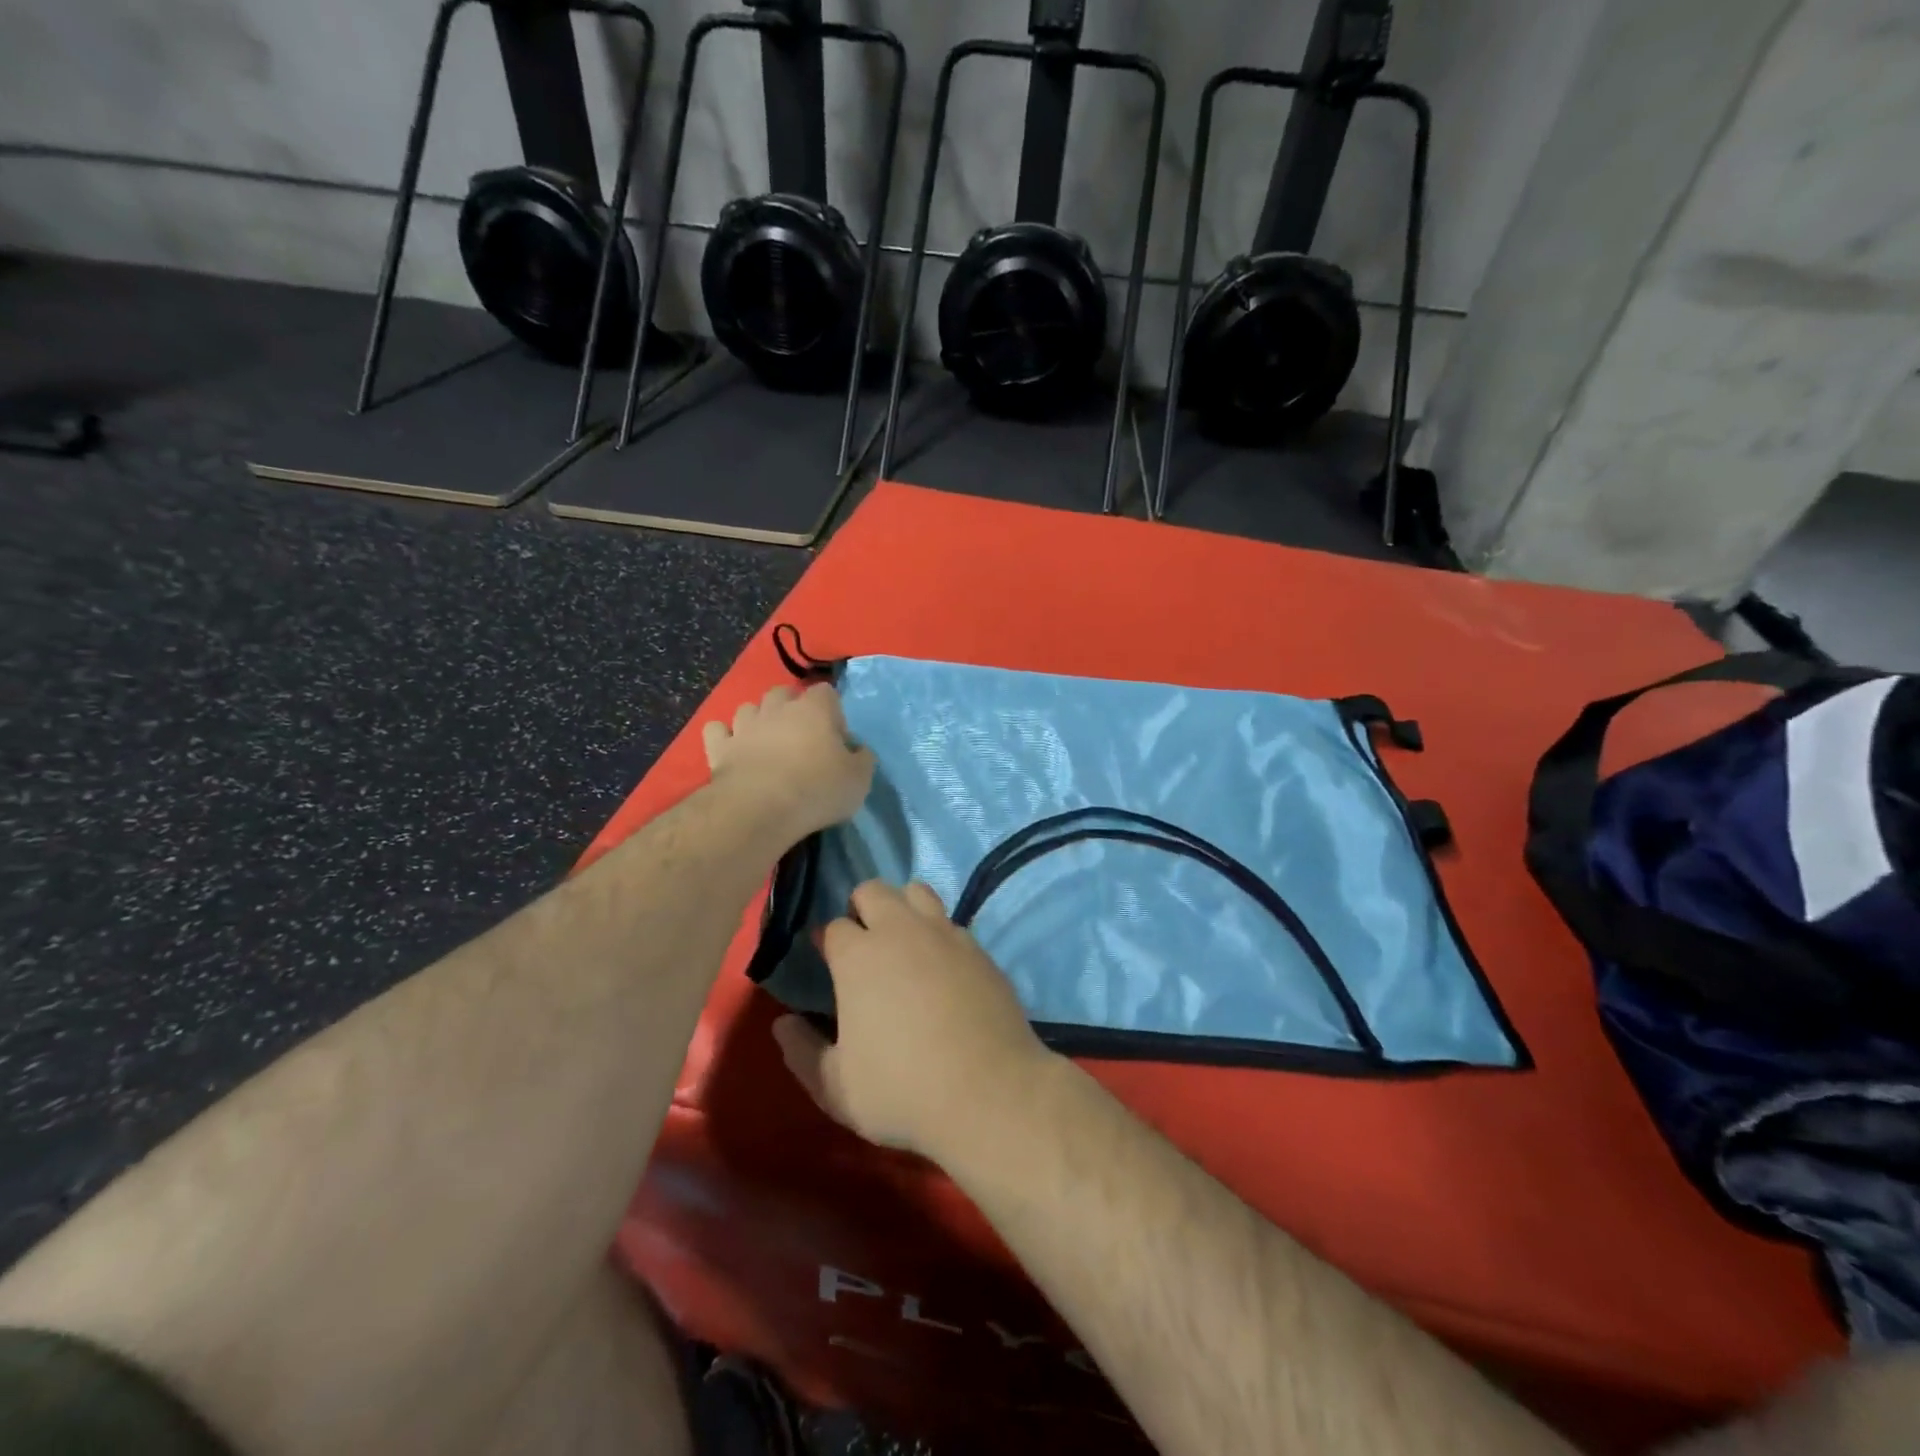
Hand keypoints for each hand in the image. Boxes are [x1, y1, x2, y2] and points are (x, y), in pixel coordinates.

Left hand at [702, 683, 873, 840]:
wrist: (760, 809)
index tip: (835, 737)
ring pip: (749, 708)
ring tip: (766, 742)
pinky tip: (732, 748)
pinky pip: (716, 731)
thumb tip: (858, 751)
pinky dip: (724, 736)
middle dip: (791, 707)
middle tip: (800, 736)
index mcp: (815, 709)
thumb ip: (862, 759)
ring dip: (757, 719)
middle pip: (783, 693)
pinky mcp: (719, 747)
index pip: (826, 692)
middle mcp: (777, 708)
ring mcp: (744, 725)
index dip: (832, 711)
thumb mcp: (859, 779)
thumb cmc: (817, 789)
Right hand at [773, 880, 1054, 1161]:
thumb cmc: (901, 1090)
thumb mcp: (836, 1086)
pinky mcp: (979, 948)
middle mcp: (901, 931)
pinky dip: (938, 933)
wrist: (989, 1092)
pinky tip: (942, 966)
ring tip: (903, 943)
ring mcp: (945, 934)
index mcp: (858, 956)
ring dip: (903, 907)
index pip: (834, 926)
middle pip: (873, 890)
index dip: (827, 941)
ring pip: (917, 891)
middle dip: (860, 907)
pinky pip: (951, 922)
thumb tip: (782, 1024)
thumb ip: (802, 1052)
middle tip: (863, 945)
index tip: (827, 959)